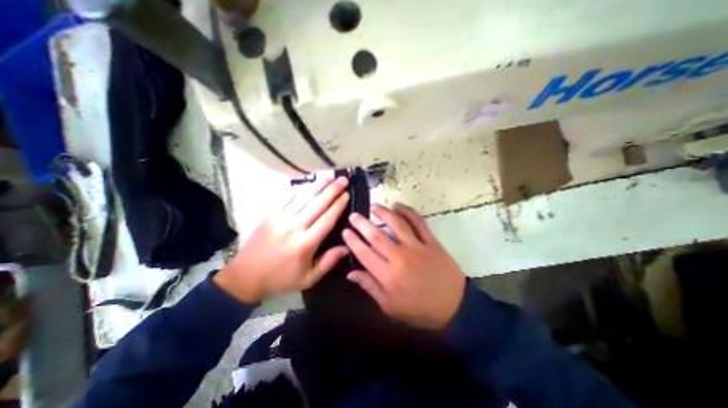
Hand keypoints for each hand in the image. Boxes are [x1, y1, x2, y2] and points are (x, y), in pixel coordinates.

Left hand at [214, 178, 350, 304]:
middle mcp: (294, 227)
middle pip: (317, 204)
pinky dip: (301, 189)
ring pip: (303, 197)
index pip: (326, 219)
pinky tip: (310, 182)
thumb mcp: (308, 278)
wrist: (246, 275)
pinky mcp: (270, 214)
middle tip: (343, 179)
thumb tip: (347, 246)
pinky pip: (288, 197)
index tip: (347, 194)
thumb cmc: (281, 278)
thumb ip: (329, 262)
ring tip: (330, 176)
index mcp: (305, 244)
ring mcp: (280, 218)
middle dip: (332, 190)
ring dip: (318, 185)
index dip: (338, 205)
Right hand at [343, 202, 465, 330]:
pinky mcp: (431, 242)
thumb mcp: (389, 306)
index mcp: (388, 276)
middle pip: (377, 236)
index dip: (353, 241)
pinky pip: (418, 222)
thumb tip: (350, 273)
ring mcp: (417, 247)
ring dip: (384, 213)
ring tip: (374, 206)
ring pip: (397, 224)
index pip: (364, 253)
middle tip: (354, 215)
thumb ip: (369, 287)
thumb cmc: (418, 309)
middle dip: (362, 224)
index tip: (345, 231)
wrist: (454, 306)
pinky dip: (408, 212)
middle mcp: (400, 258)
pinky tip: (398, 205)